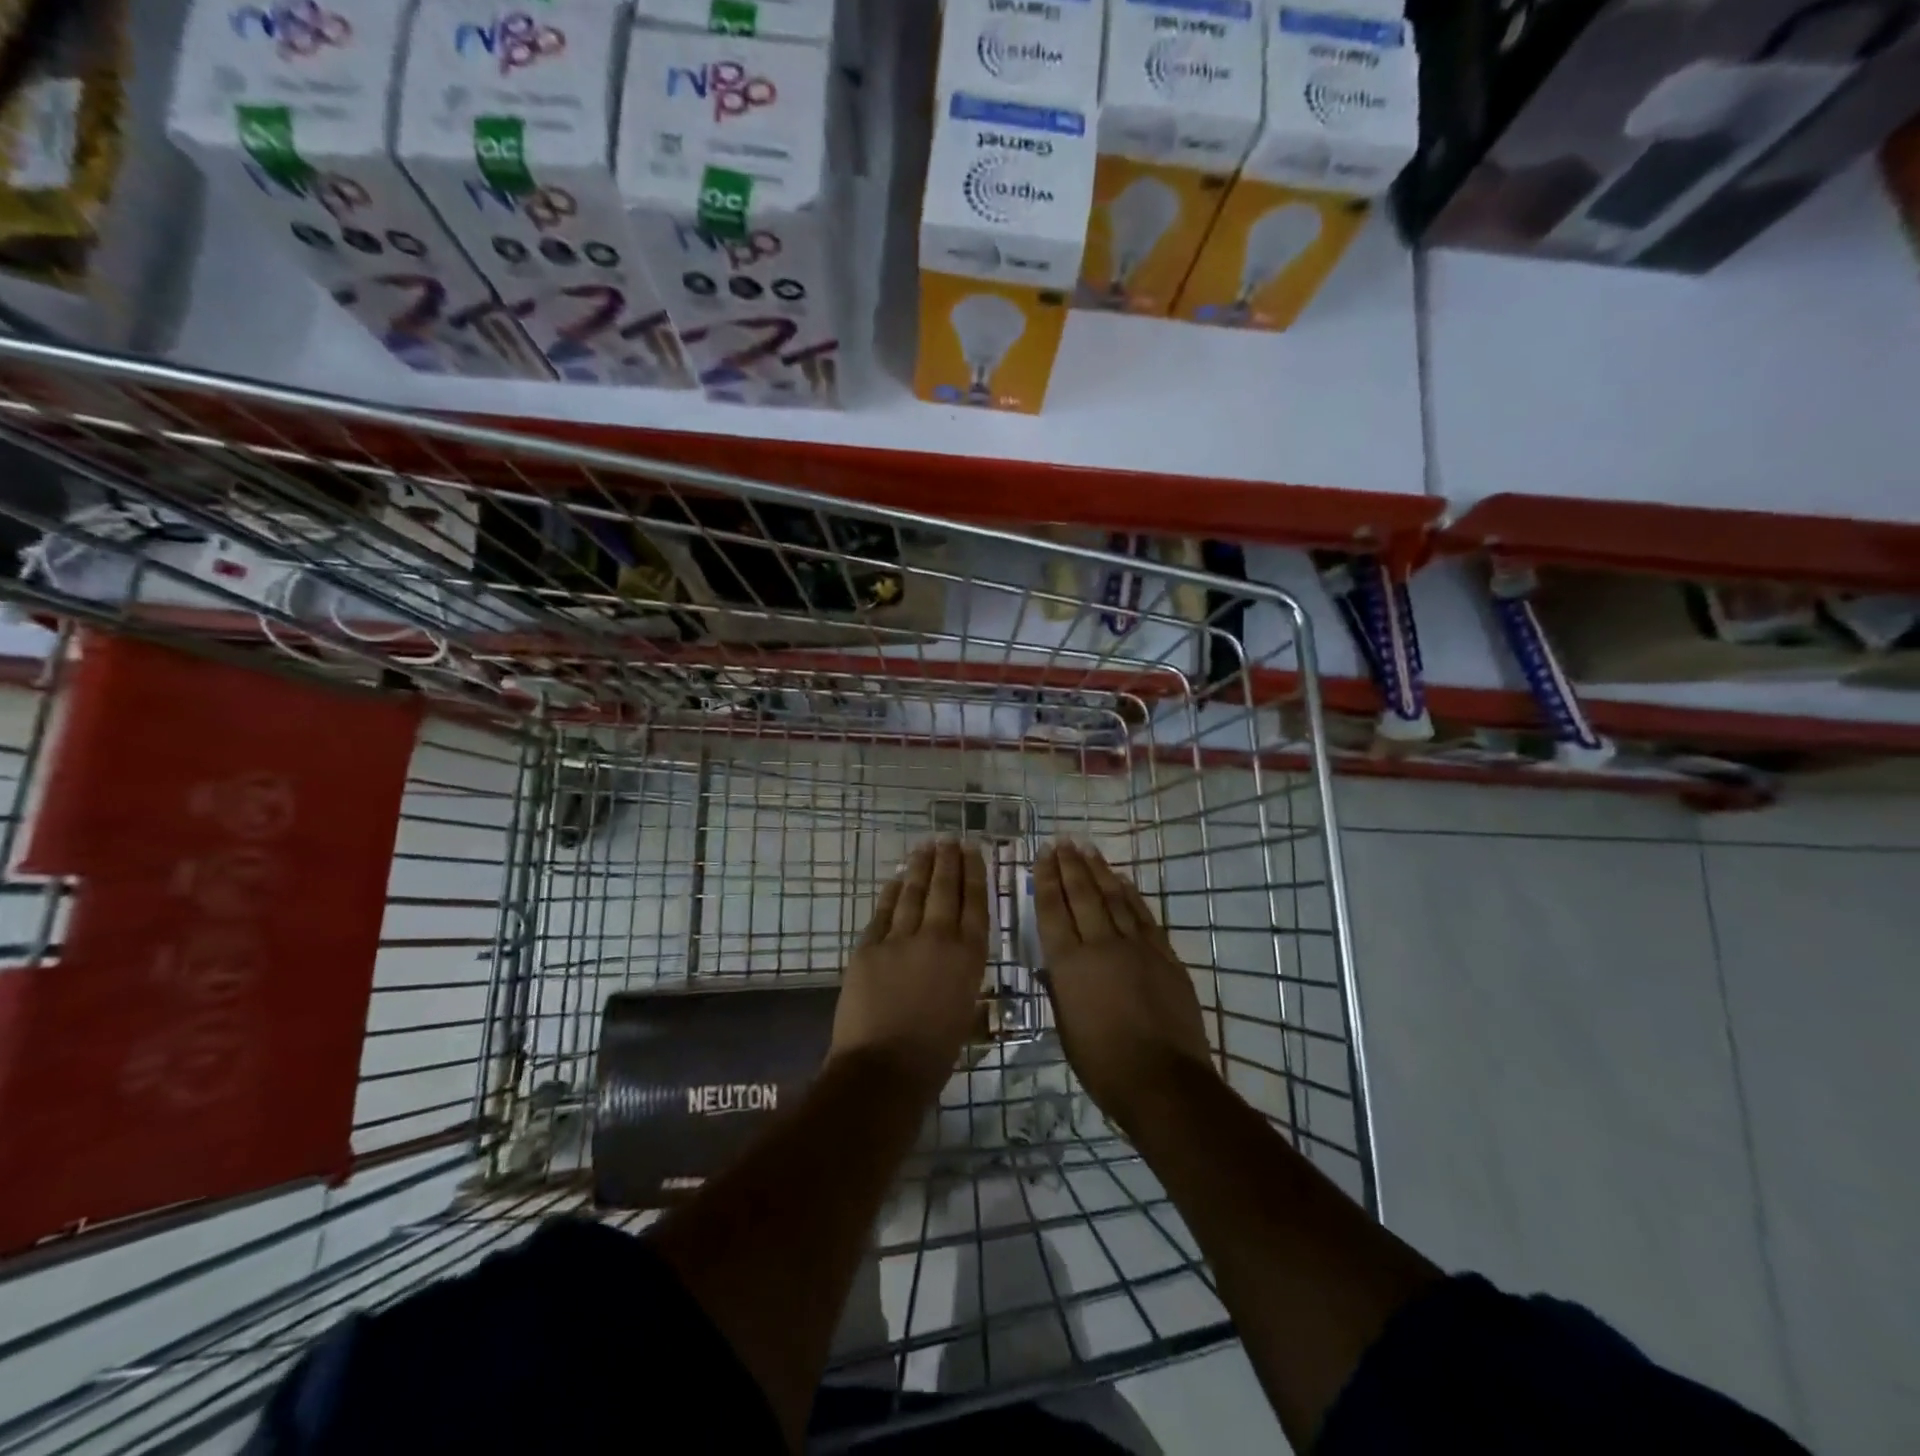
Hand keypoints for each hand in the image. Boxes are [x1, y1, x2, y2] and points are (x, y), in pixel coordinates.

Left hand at [831, 839, 988, 1096]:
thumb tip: (957, 954)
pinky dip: (891, 893)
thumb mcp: (965, 1009)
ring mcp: (900, 940)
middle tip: (949, 839)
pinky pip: (883, 912)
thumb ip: (962, 974)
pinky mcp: (869, 947)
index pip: (974, 903)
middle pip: (945, 889)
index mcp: (968, 957)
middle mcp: (938, 938)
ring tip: (926, 847)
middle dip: (948, 861)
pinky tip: (896, 878)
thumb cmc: (935, 1053)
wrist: (884, 1068)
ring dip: (920, 867)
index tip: (973, 851)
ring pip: (913, 893)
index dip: (974, 873)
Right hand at [1034, 840, 1214, 1131]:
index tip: (1043, 855)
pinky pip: (1143, 916)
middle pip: (1082, 894)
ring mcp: (1136, 947)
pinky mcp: (1164, 955)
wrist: (1163, 1080)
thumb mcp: (1067, 1029)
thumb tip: (1054, 968)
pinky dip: (1131, 894)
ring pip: (1113, 898)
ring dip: (1099, 871)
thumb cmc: (1103, 1064)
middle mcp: (1100, 945)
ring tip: (1088, 848)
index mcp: (1069, 964)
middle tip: (1063, 841)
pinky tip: (1123, 880)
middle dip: (1070, 865)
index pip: (1053, 910)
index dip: (1047, 879)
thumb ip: (1060, 990)